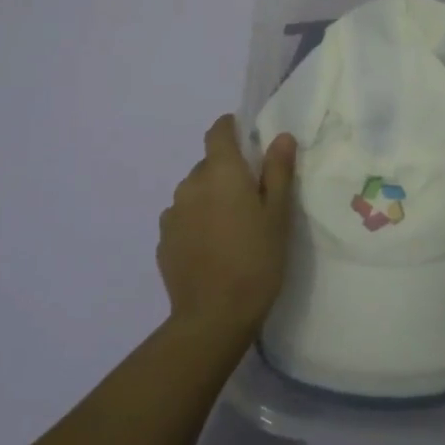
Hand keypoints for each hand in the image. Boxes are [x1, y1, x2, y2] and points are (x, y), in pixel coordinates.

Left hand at [157, 115, 297, 339]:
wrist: (213, 316)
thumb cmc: (256, 261)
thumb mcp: (278, 216)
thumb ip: (278, 172)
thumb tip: (281, 137)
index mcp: (220, 172)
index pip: (218, 132)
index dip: (230, 128)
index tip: (245, 138)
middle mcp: (190, 184)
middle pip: (208, 165)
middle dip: (227, 173)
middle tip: (251, 199)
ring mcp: (172, 214)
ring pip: (194, 193)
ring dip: (210, 199)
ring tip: (231, 229)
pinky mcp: (163, 241)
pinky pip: (183, 219)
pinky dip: (196, 223)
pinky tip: (212, 249)